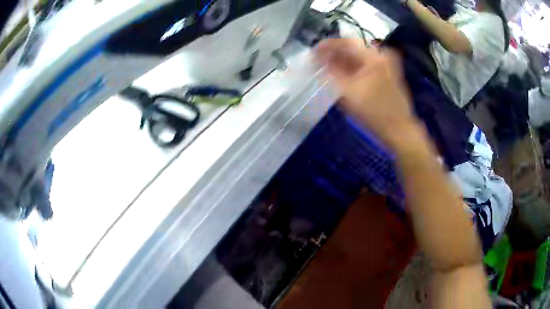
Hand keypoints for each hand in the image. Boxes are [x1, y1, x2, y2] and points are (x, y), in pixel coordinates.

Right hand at [315, 39, 415, 147]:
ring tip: (327, 66)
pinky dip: (353, 66)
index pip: (346, 42)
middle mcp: (381, 54)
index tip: (313, 51)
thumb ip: (331, 72)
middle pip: (353, 47)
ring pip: (359, 55)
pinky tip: (342, 72)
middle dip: (334, 52)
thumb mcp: (348, 92)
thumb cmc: (374, 113)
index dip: (327, 45)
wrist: (399, 129)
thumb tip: (319, 59)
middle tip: (318, 60)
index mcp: (373, 57)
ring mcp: (386, 63)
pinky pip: (366, 63)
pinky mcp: (388, 71)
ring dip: (343, 59)